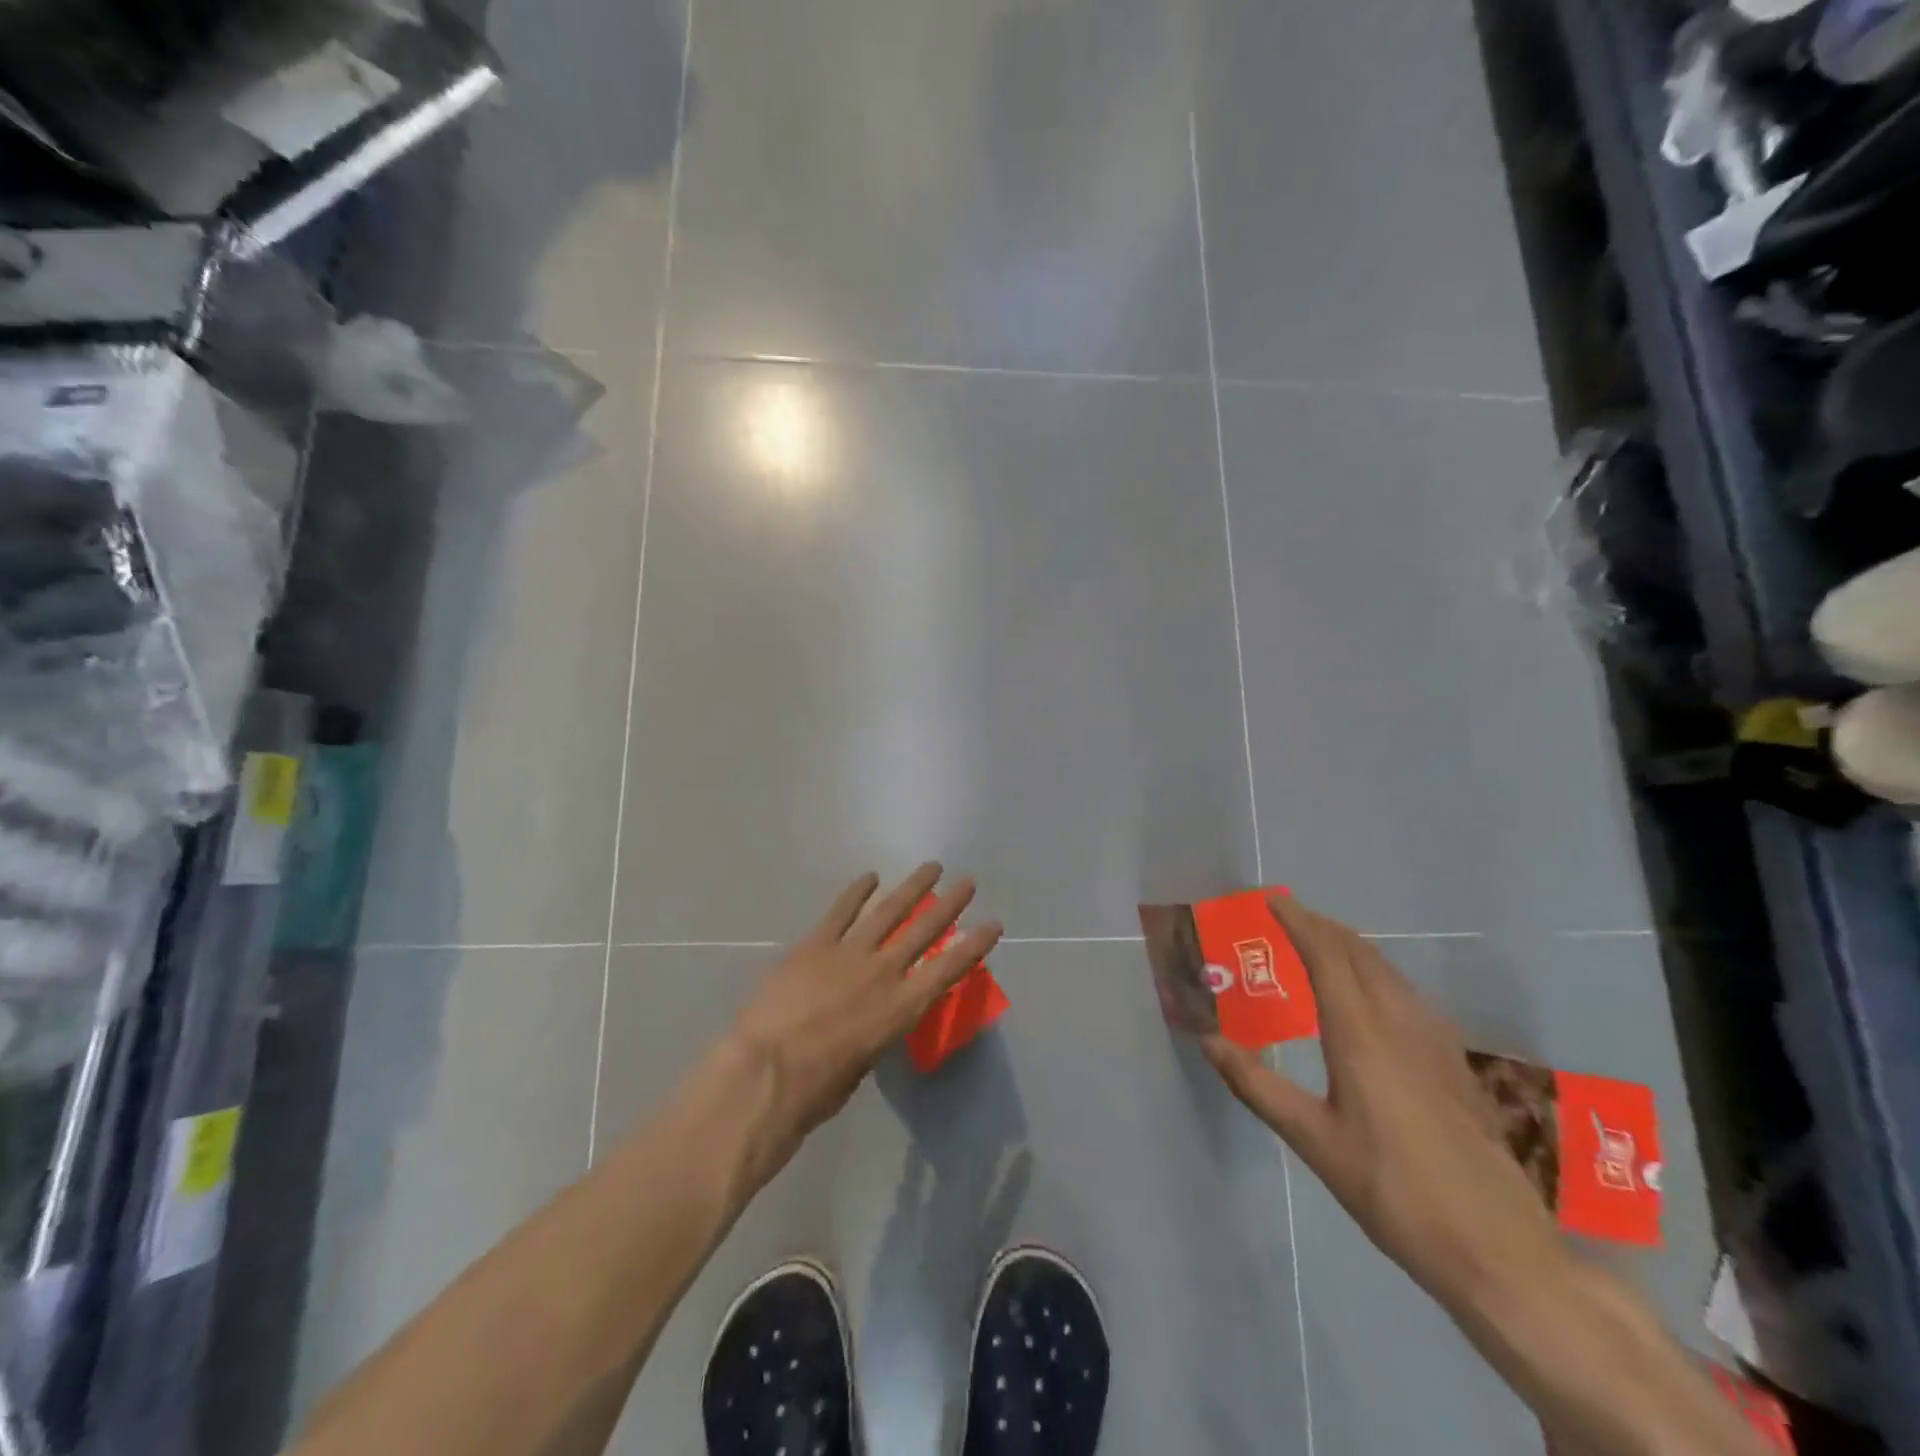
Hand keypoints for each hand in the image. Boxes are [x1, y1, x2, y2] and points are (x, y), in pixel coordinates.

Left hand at [728, 863, 1002, 1165]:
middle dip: (950, 905)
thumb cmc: (817, 1090)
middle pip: (924, 930)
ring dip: (912, 887)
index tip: (993, 924)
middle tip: (968, 882)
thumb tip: (867, 1020)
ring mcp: (849, 952)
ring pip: (888, 910)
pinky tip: (870, 877)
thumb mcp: (862, 1067)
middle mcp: (883, 972)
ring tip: (931, 867)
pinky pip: (840, 911)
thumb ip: (873, 1035)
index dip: (974, 945)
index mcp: (901, 1008)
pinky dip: (856, 892)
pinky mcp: (815, 944)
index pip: (948, 969)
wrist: (767, 1070)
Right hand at [1204, 894, 1569, 1314]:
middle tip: (1289, 915)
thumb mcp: (1313, 1142)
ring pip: (1390, 973)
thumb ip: (1257, 1086)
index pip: (1328, 958)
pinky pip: (1409, 996)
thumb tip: (1208, 1039)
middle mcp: (1401, 1026)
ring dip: (1352, 947)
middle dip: (1324, 926)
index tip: (1273, 900)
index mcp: (1362, 1036)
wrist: (1498, 1251)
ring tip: (1322, 944)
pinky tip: (1373, 996)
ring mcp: (1436, 1045)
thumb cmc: (1392, 1192)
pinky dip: (1378, 974)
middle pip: (1362, 955)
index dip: (1299, 923)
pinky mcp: (1455, 1066)